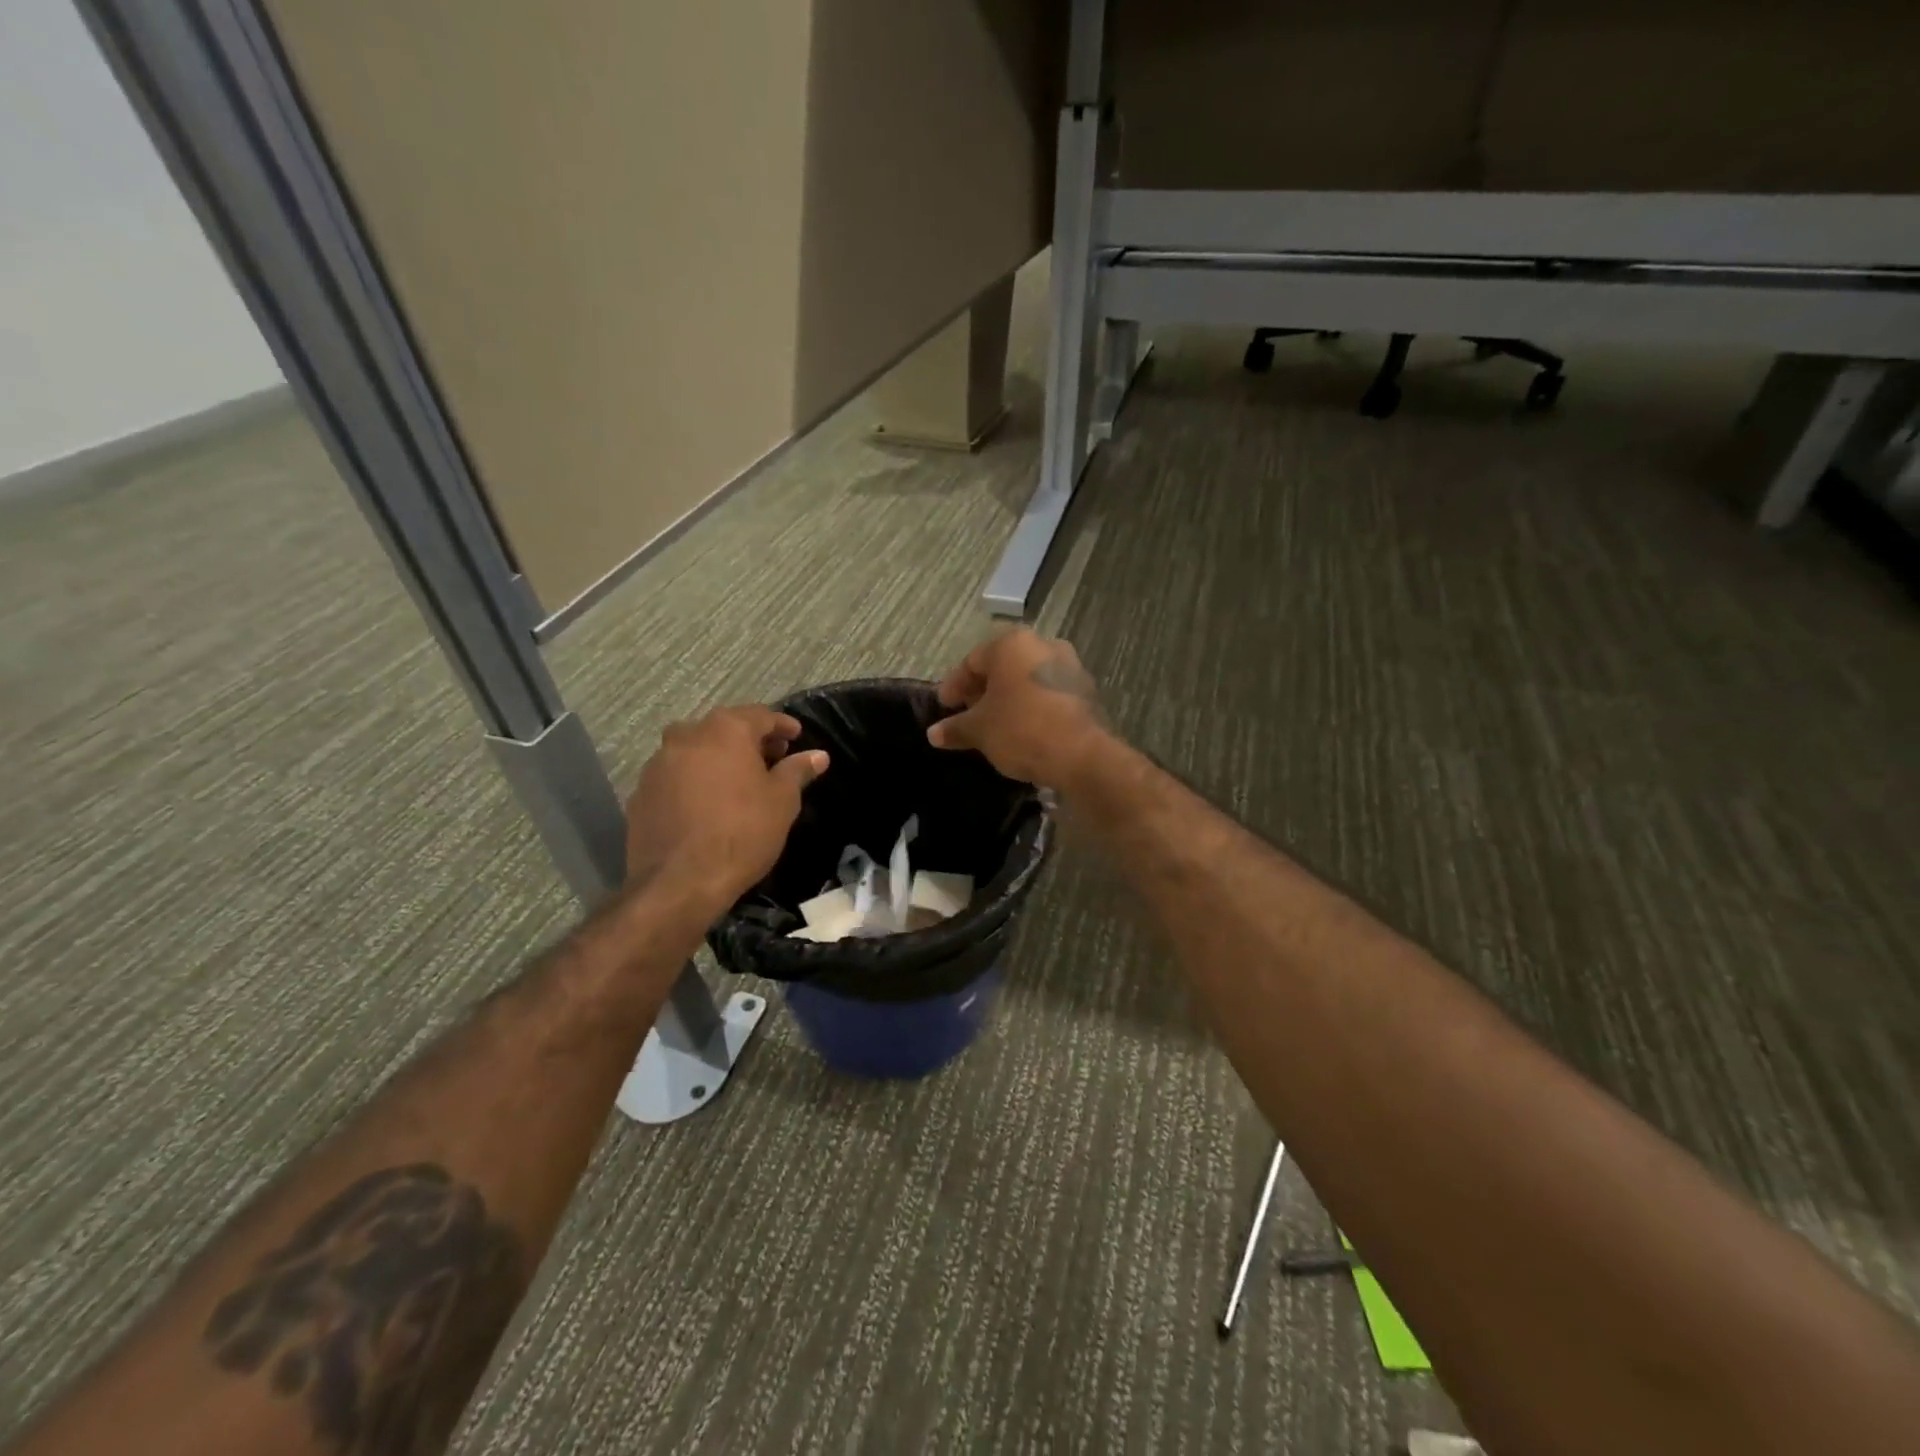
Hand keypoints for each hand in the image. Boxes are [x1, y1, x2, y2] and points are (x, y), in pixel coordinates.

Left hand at [625, 705, 828, 907]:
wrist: (679, 882)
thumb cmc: (742, 833)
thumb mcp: (782, 801)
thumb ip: (797, 770)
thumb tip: (818, 755)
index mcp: (725, 730)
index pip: (760, 715)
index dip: (782, 725)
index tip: (797, 736)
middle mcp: (687, 736)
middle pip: (724, 728)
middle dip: (749, 740)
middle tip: (771, 758)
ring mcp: (658, 764)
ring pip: (695, 750)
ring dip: (718, 759)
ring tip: (738, 781)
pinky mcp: (641, 793)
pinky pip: (675, 776)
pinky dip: (694, 781)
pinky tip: (707, 804)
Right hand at [928, 629, 1109, 788]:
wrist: (1082, 755)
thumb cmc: (1021, 730)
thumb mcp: (980, 730)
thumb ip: (955, 728)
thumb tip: (933, 733)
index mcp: (1012, 644)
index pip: (972, 661)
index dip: (954, 686)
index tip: (945, 707)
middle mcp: (1043, 645)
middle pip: (1002, 666)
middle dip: (982, 691)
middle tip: (968, 715)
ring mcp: (1070, 666)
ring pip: (1027, 679)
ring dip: (1009, 698)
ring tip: (995, 724)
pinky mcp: (1087, 691)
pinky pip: (1048, 694)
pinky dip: (1032, 706)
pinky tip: (1023, 729)